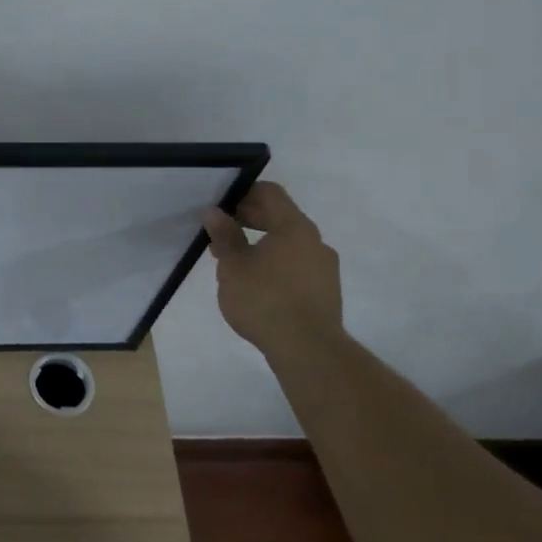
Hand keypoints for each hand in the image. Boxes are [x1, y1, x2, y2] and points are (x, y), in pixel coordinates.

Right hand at [201, 182, 343, 354]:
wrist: (308, 349)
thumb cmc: (264, 299)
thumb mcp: (233, 265)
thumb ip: (224, 235)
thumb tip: (215, 212)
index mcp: (294, 227)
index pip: (270, 193)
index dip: (244, 192)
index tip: (221, 205)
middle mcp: (315, 241)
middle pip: (281, 217)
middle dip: (250, 220)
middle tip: (221, 233)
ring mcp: (324, 267)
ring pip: (288, 243)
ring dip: (261, 244)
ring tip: (234, 262)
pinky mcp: (326, 290)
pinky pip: (297, 264)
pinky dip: (275, 263)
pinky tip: (256, 284)